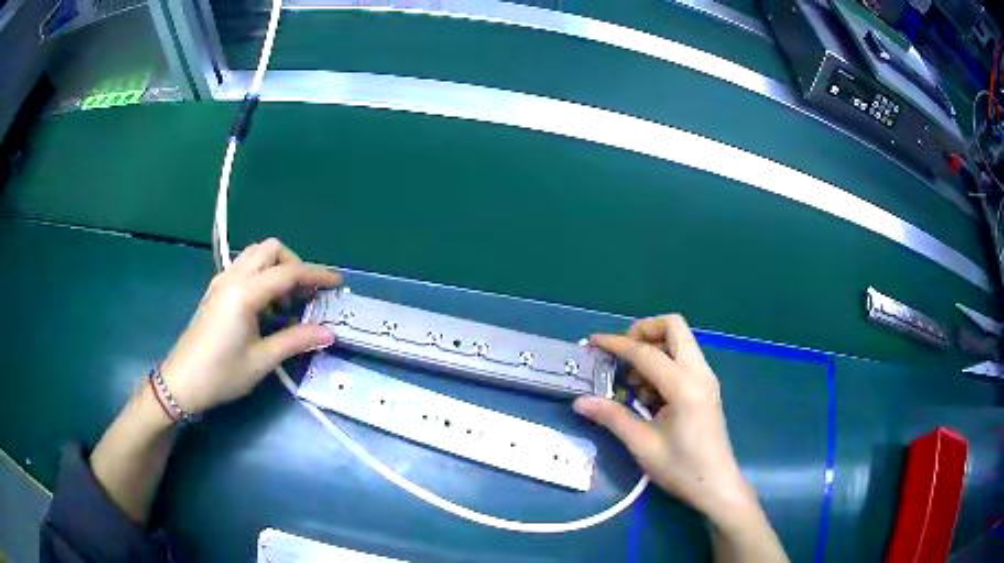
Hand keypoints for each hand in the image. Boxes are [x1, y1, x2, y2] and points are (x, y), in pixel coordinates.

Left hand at [160, 239, 340, 413]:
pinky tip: (264, 307)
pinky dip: (261, 275)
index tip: (338, 282)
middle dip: (293, 264)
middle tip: (304, 295)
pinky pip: (243, 267)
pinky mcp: (216, 290)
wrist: (183, 382)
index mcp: (246, 292)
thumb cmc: (222, 374)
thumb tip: (329, 333)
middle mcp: (233, 277)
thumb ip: (296, 341)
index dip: (317, 275)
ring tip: (285, 302)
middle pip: (270, 249)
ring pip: (255, 255)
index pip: (288, 272)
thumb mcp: (262, 361)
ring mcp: (222, 281)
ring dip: (276, 268)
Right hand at [572, 315, 754, 521]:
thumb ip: (612, 417)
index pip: (646, 352)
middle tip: (621, 354)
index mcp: (684, 386)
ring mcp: (706, 378)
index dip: (616, 344)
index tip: (592, 342)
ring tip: (631, 381)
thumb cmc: (681, 469)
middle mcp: (699, 372)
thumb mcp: (642, 445)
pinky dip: (663, 363)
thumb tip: (580, 401)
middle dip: (644, 331)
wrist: (716, 486)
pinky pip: (684, 359)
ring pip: (680, 341)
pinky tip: (648, 394)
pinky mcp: (706, 388)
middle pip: (674, 326)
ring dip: (653, 348)